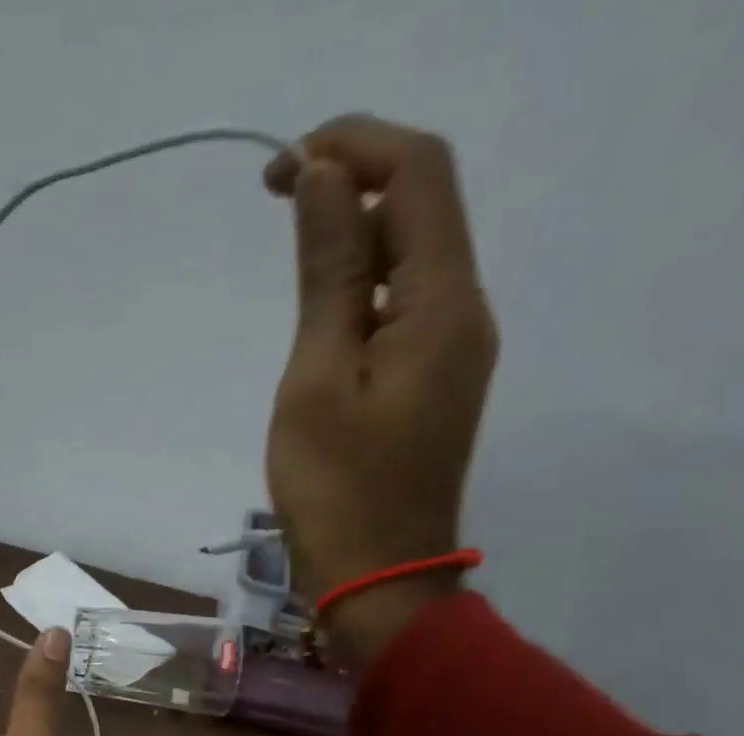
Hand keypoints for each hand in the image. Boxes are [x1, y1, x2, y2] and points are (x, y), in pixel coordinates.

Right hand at [263, 115, 498, 665]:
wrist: (378, 582)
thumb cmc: (338, 493)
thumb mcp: (318, 380)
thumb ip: (328, 275)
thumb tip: (323, 178)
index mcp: (444, 304)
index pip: (418, 174)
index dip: (354, 146)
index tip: (282, 169)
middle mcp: (465, 312)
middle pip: (423, 207)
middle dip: (352, 185)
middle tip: (277, 207)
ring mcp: (454, 352)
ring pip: (414, 259)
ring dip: (356, 239)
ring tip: (292, 264)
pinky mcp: (434, 384)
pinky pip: (405, 308)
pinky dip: (364, 291)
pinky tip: (323, 317)